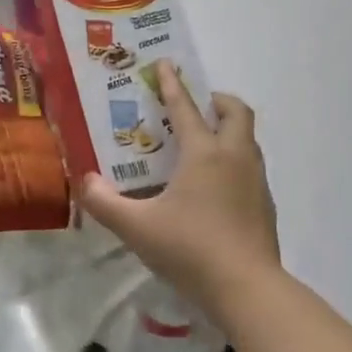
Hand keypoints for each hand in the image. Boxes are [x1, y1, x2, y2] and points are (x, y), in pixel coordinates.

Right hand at [77, 62, 280, 315]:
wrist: (247, 288)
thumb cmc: (189, 248)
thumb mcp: (136, 227)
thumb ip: (104, 202)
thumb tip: (86, 181)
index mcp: (203, 153)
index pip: (185, 108)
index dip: (172, 85)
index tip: (166, 64)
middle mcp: (234, 157)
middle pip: (236, 112)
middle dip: (218, 101)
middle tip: (197, 106)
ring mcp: (256, 181)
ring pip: (248, 140)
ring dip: (229, 131)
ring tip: (203, 145)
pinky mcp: (265, 205)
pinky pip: (251, 168)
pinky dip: (234, 161)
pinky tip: (215, 188)